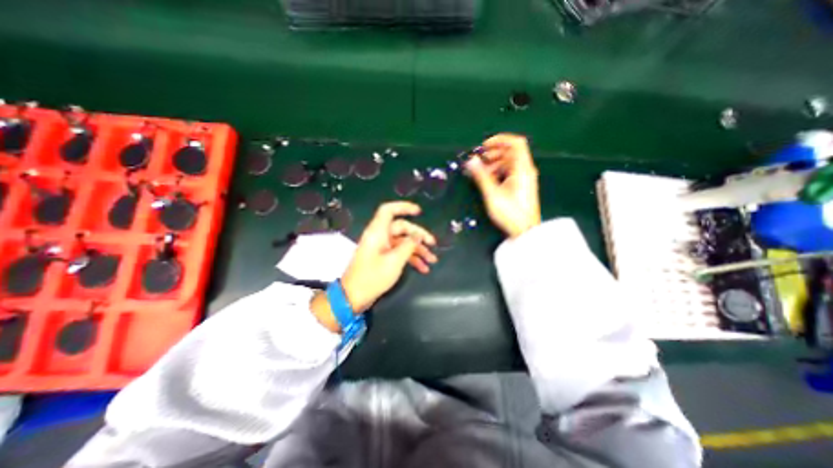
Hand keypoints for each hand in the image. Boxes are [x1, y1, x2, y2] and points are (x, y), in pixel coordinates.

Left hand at [341, 201, 437, 313]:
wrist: (354, 297)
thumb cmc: (373, 277)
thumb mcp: (394, 261)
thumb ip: (408, 245)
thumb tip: (418, 235)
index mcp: (378, 232)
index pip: (388, 210)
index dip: (403, 207)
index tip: (419, 212)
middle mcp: (380, 236)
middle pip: (402, 228)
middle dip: (419, 235)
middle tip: (433, 244)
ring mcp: (382, 248)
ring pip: (403, 242)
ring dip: (418, 250)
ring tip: (432, 260)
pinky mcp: (383, 258)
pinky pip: (400, 253)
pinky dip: (411, 258)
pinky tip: (423, 268)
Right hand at [465, 134, 543, 237]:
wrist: (525, 230)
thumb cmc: (511, 213)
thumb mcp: (492, 194)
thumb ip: (481, 175)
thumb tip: (472, 161)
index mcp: (522, 169)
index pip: (516, 143)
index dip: (499, 140)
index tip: (484, 146)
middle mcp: (526, 170)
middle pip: (511, 152)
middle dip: (494, 152)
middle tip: (480, 159)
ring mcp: (525, 178)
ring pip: (510, 162)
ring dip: (495, 162)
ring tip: (482, 170)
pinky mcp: (522, 185)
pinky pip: (511, 171)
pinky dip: (499, 170)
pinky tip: (490, 178)